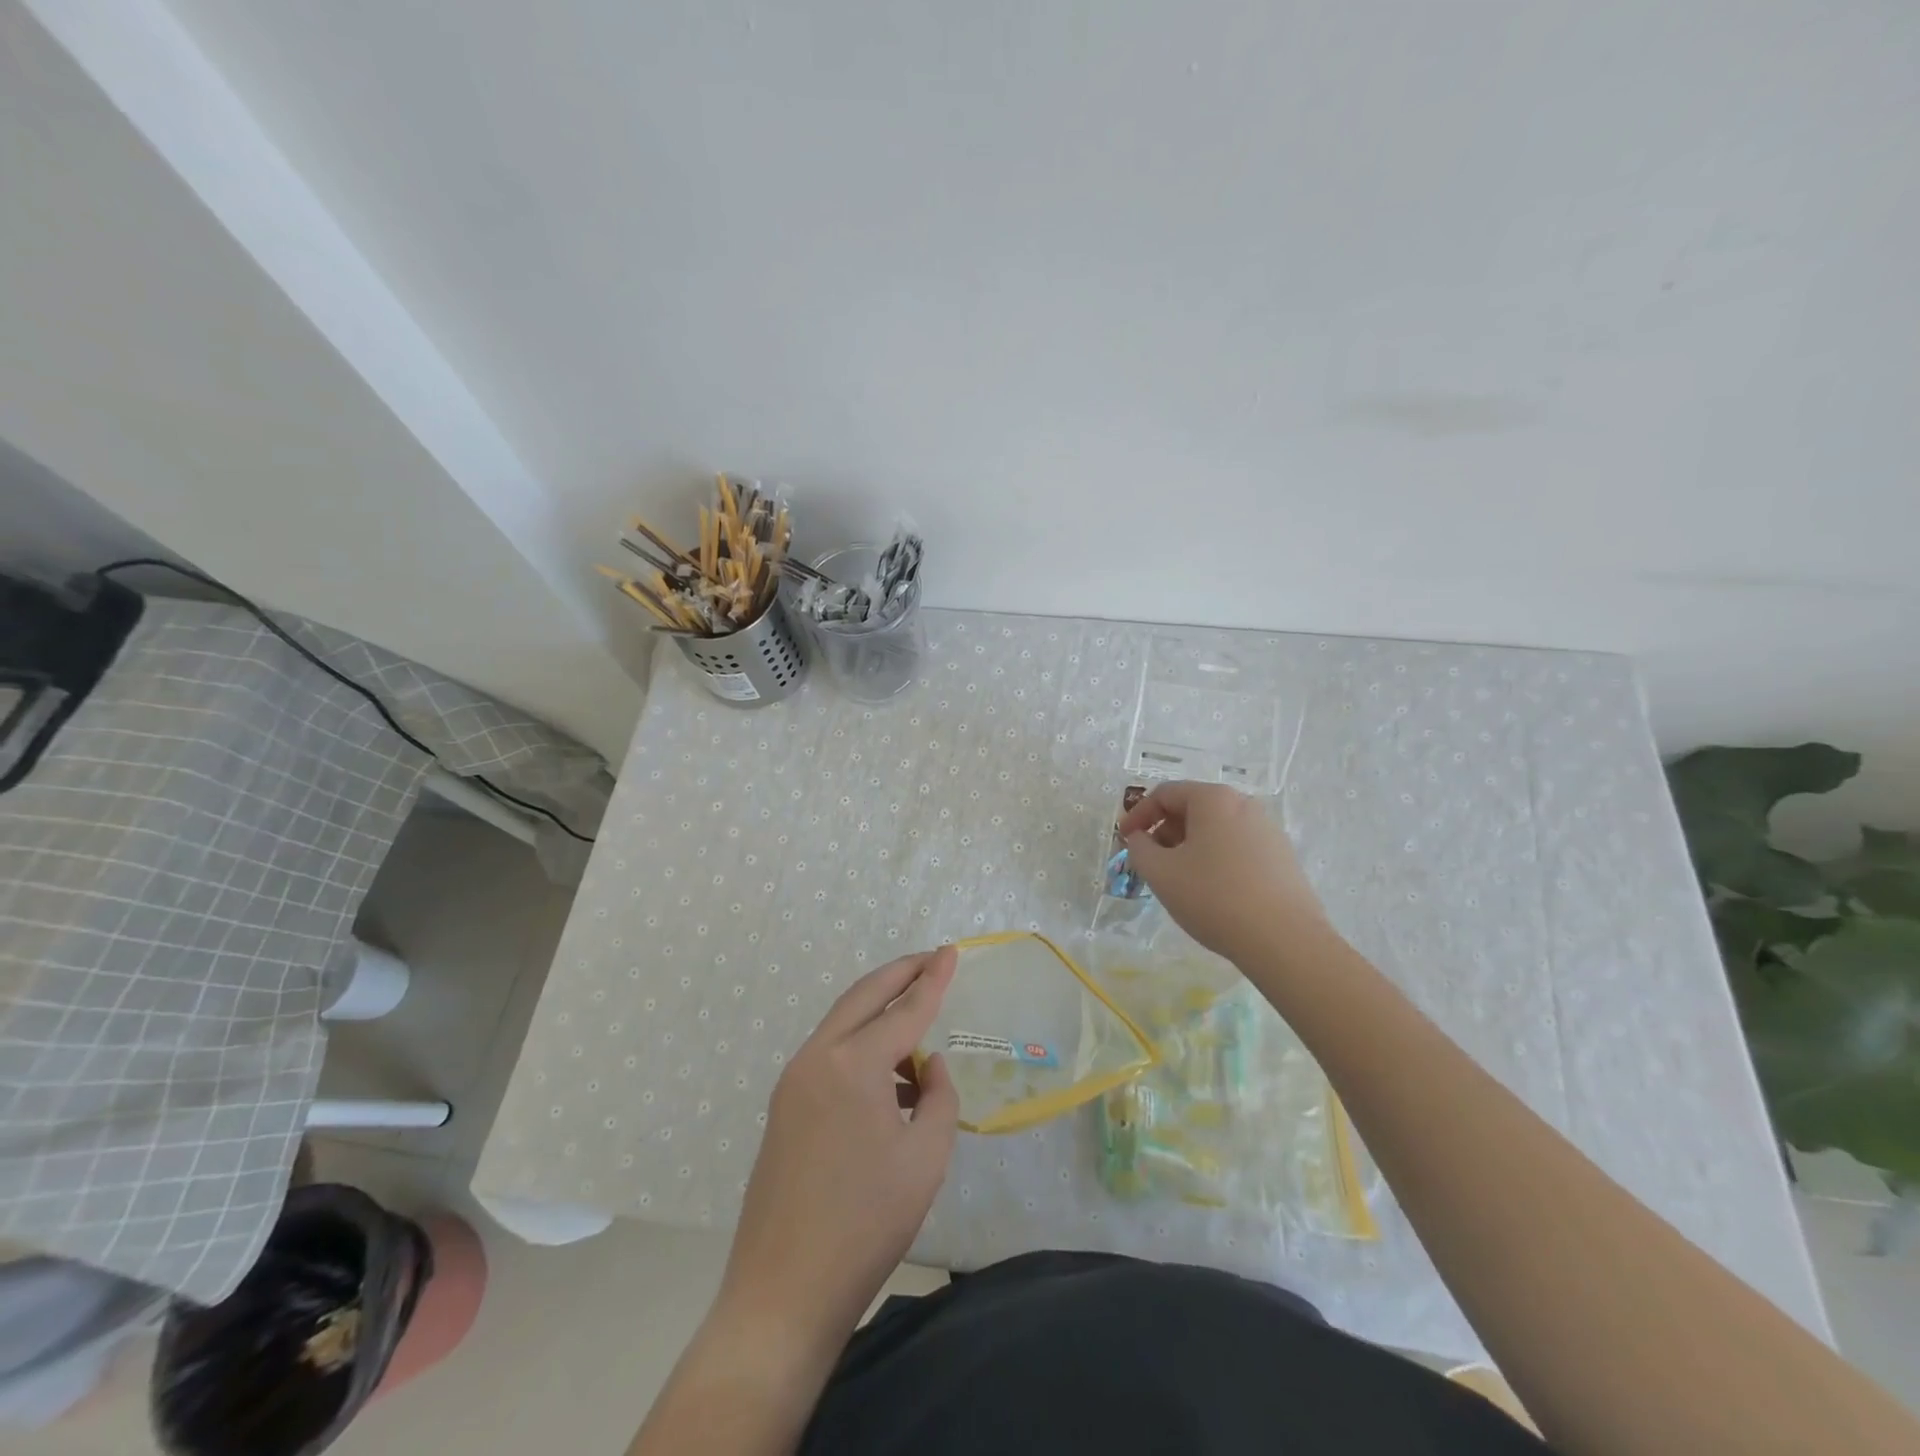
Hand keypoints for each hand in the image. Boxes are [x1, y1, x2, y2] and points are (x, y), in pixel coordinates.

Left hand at [716, 947, 959, 1353]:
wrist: (784, 1292)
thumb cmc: (866, 1224)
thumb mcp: (925, 1158)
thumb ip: (938, 1097)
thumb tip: (927, 1065)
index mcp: (854, 1064)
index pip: (905, 1009)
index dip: (933, 979)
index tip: (951, 950)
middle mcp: (817, 1058)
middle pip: (864, 997)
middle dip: (900, 973)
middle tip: (931, 960)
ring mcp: (793, 1081)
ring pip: (843, 1024)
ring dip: (879, 1013)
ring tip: (918, 1025)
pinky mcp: (784, 1106)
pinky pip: (829, 1056)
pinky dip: (861, 1048)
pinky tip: (890, 1080)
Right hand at [1118, 781, 1330, 965]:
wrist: (1285, 940)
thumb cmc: (1213, 897)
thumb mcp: (1160, 872)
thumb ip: (1139, 848)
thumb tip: (1140, 838)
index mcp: (1213, 799)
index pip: (1164, 794)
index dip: (1138, 815)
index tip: (1125, 840)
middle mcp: (1244, 804)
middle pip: (1192, 808)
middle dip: (1164, 831)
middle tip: (1151, 862)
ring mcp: (1268, 830)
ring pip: (1215, 829)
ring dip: (1189, 847)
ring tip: (1179, 880)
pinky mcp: (1282, 857)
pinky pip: (1237, 848)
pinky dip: (1215, 859)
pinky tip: (1212, 892)